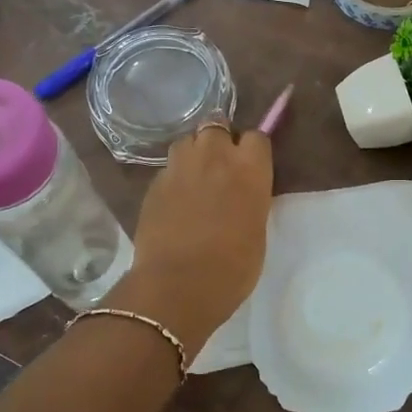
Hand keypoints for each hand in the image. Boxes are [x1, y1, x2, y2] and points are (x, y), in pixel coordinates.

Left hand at [112, 124, 273, 353]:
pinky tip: (175, 201)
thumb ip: (251, 199)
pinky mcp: (153, 183)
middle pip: (217, 126)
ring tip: (195, 178)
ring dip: (194, 153)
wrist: (179, 285)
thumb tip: (242, 194)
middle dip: (219, 141)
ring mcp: (179, 166)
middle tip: (221, 167)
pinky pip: (168, 168)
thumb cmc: (233, 266)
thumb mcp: (257, 229)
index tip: (251, 165)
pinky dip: (174, 178)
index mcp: (250, 169)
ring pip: (187, 141)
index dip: (253, 150)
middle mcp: (215, 156)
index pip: (257, 137)